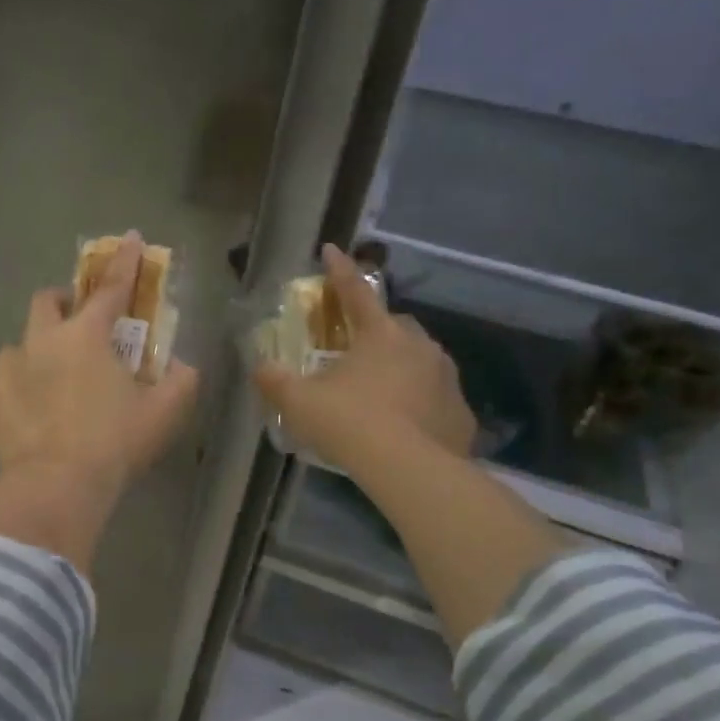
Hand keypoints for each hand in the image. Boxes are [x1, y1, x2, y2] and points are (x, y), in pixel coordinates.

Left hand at [0, 232, 199, 499]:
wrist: (57, 485)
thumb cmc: (115, 443)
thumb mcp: (164, 412)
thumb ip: (180, 381)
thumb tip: (180, 367)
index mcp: (86, 335)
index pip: (110, 289)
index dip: (123, 263)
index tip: (128, 239)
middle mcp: (42, 341)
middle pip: (47, 301)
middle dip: (64, 302)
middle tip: (79, 323)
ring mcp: (9, 370)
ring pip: (20, 344)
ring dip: (38, 350)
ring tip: (52, 380)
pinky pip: (5, 384)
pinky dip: (20, 389)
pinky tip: (32, 414)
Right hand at [254, 244, 476, 473]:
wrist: (410, 470)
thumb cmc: (349, 424)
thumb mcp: (299, 403)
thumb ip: (275, 381)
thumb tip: (260, 367)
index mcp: (380, 335)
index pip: (355, 293)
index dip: (339, 271)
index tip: (331, 250)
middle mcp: (419, 347)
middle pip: (395, 326)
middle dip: (376, 329)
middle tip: (355, 349)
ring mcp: (446, 378)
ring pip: (420, 360)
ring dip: (400, 366)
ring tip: (380, 392)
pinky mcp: (459, 412)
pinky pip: (435, 397)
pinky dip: (419, 402)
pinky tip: (404, 424)